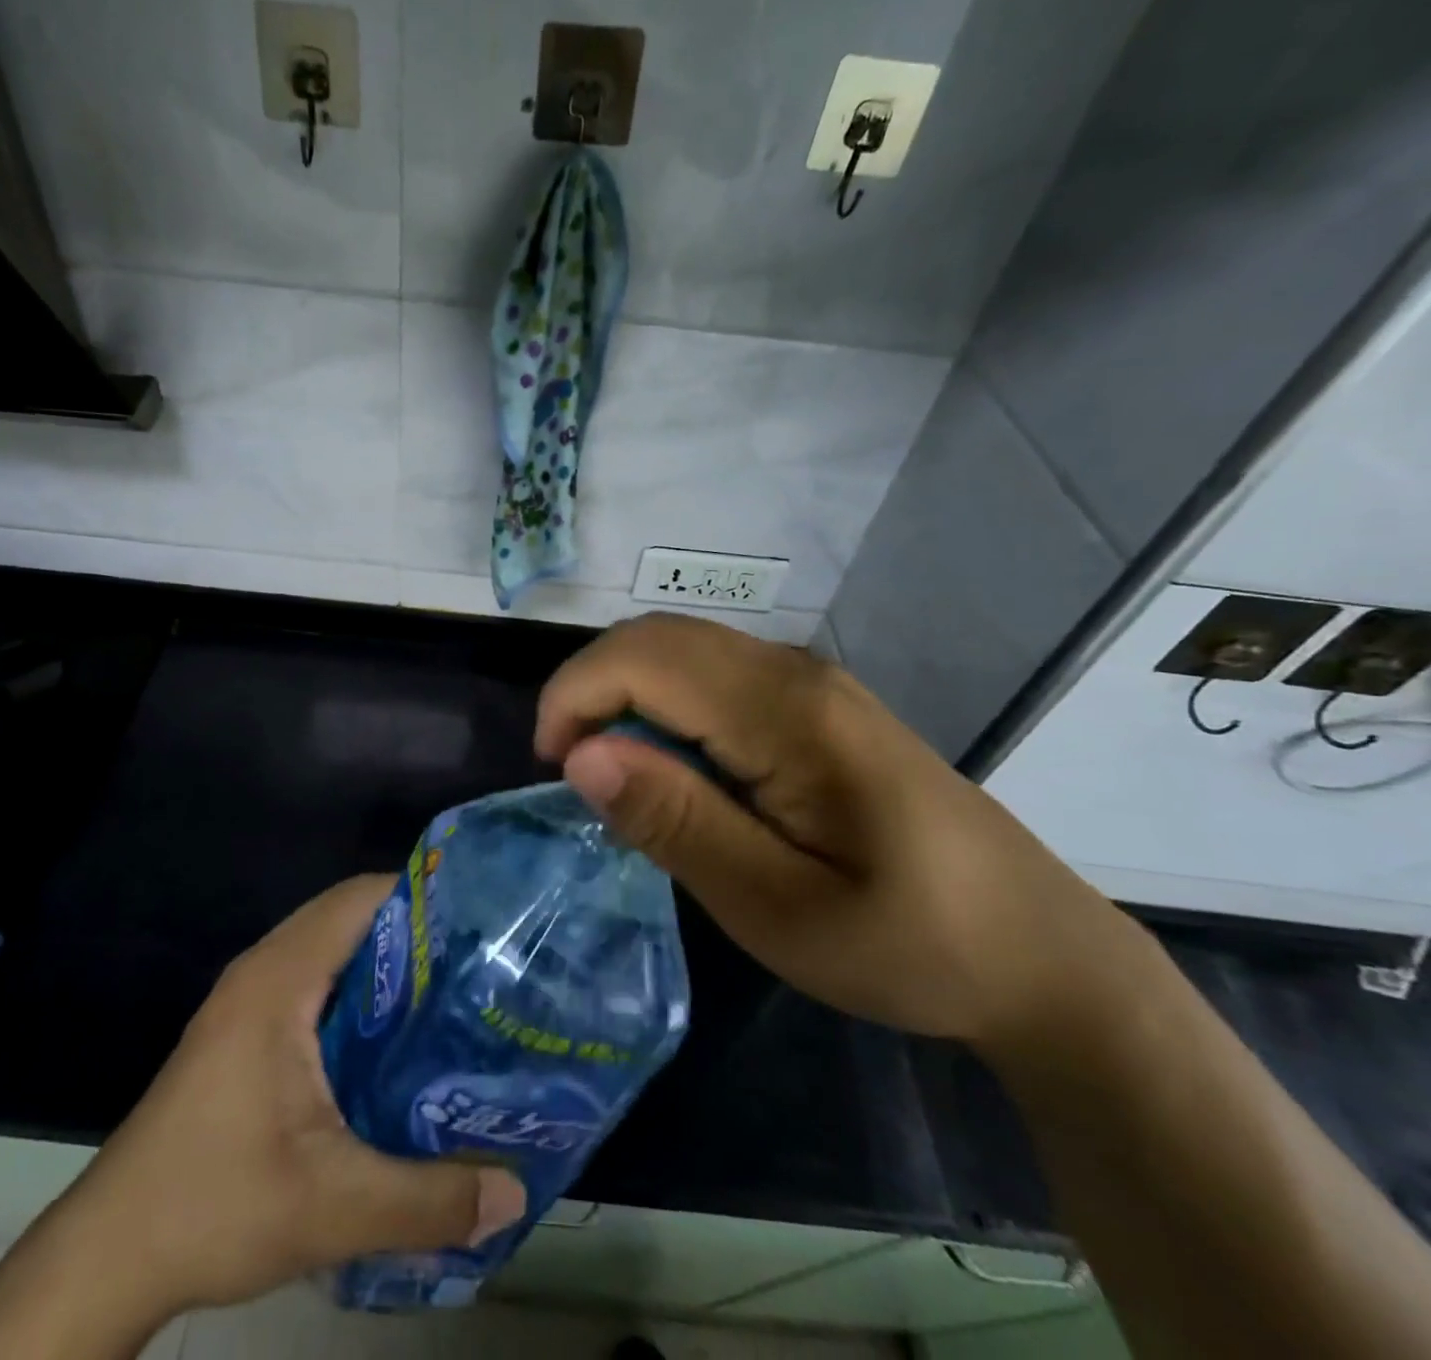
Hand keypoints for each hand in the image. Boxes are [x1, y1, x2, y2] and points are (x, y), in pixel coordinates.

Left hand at [0, 877, 525, 1359]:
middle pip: (349, 918)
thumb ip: (428, 1199)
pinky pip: (315, 984)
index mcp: (279, 979)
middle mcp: (263, 971)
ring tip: (452, 996)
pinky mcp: (244, 1032)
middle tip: (479, 962)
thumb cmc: (213, 1205)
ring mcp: (248, 1001)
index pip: (358, 899)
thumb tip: (513, 1193)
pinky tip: (396, 1041)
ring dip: (387, 966)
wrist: (108, 1256)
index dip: (420, 896)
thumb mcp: (332, 1207)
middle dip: (415, 932)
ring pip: (331, 952)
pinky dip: (359, 994)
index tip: (479, 919)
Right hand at [535, 613, 1144, 1057]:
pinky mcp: (815, 703)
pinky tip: (675, 768)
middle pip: (656, 638)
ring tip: (616, 776)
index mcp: (786, 711)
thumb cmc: (908, 942)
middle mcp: (793, 672)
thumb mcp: (777, 906)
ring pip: (680, 649)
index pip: (643, 658)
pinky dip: (663, 704)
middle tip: (575, 774)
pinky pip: (711, 674)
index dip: (574, 697)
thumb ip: (677, 822)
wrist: (1038, 953)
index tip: (553, 770)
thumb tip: (583, 756)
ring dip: (624, 696)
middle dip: (591, 690)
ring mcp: (809, 681)